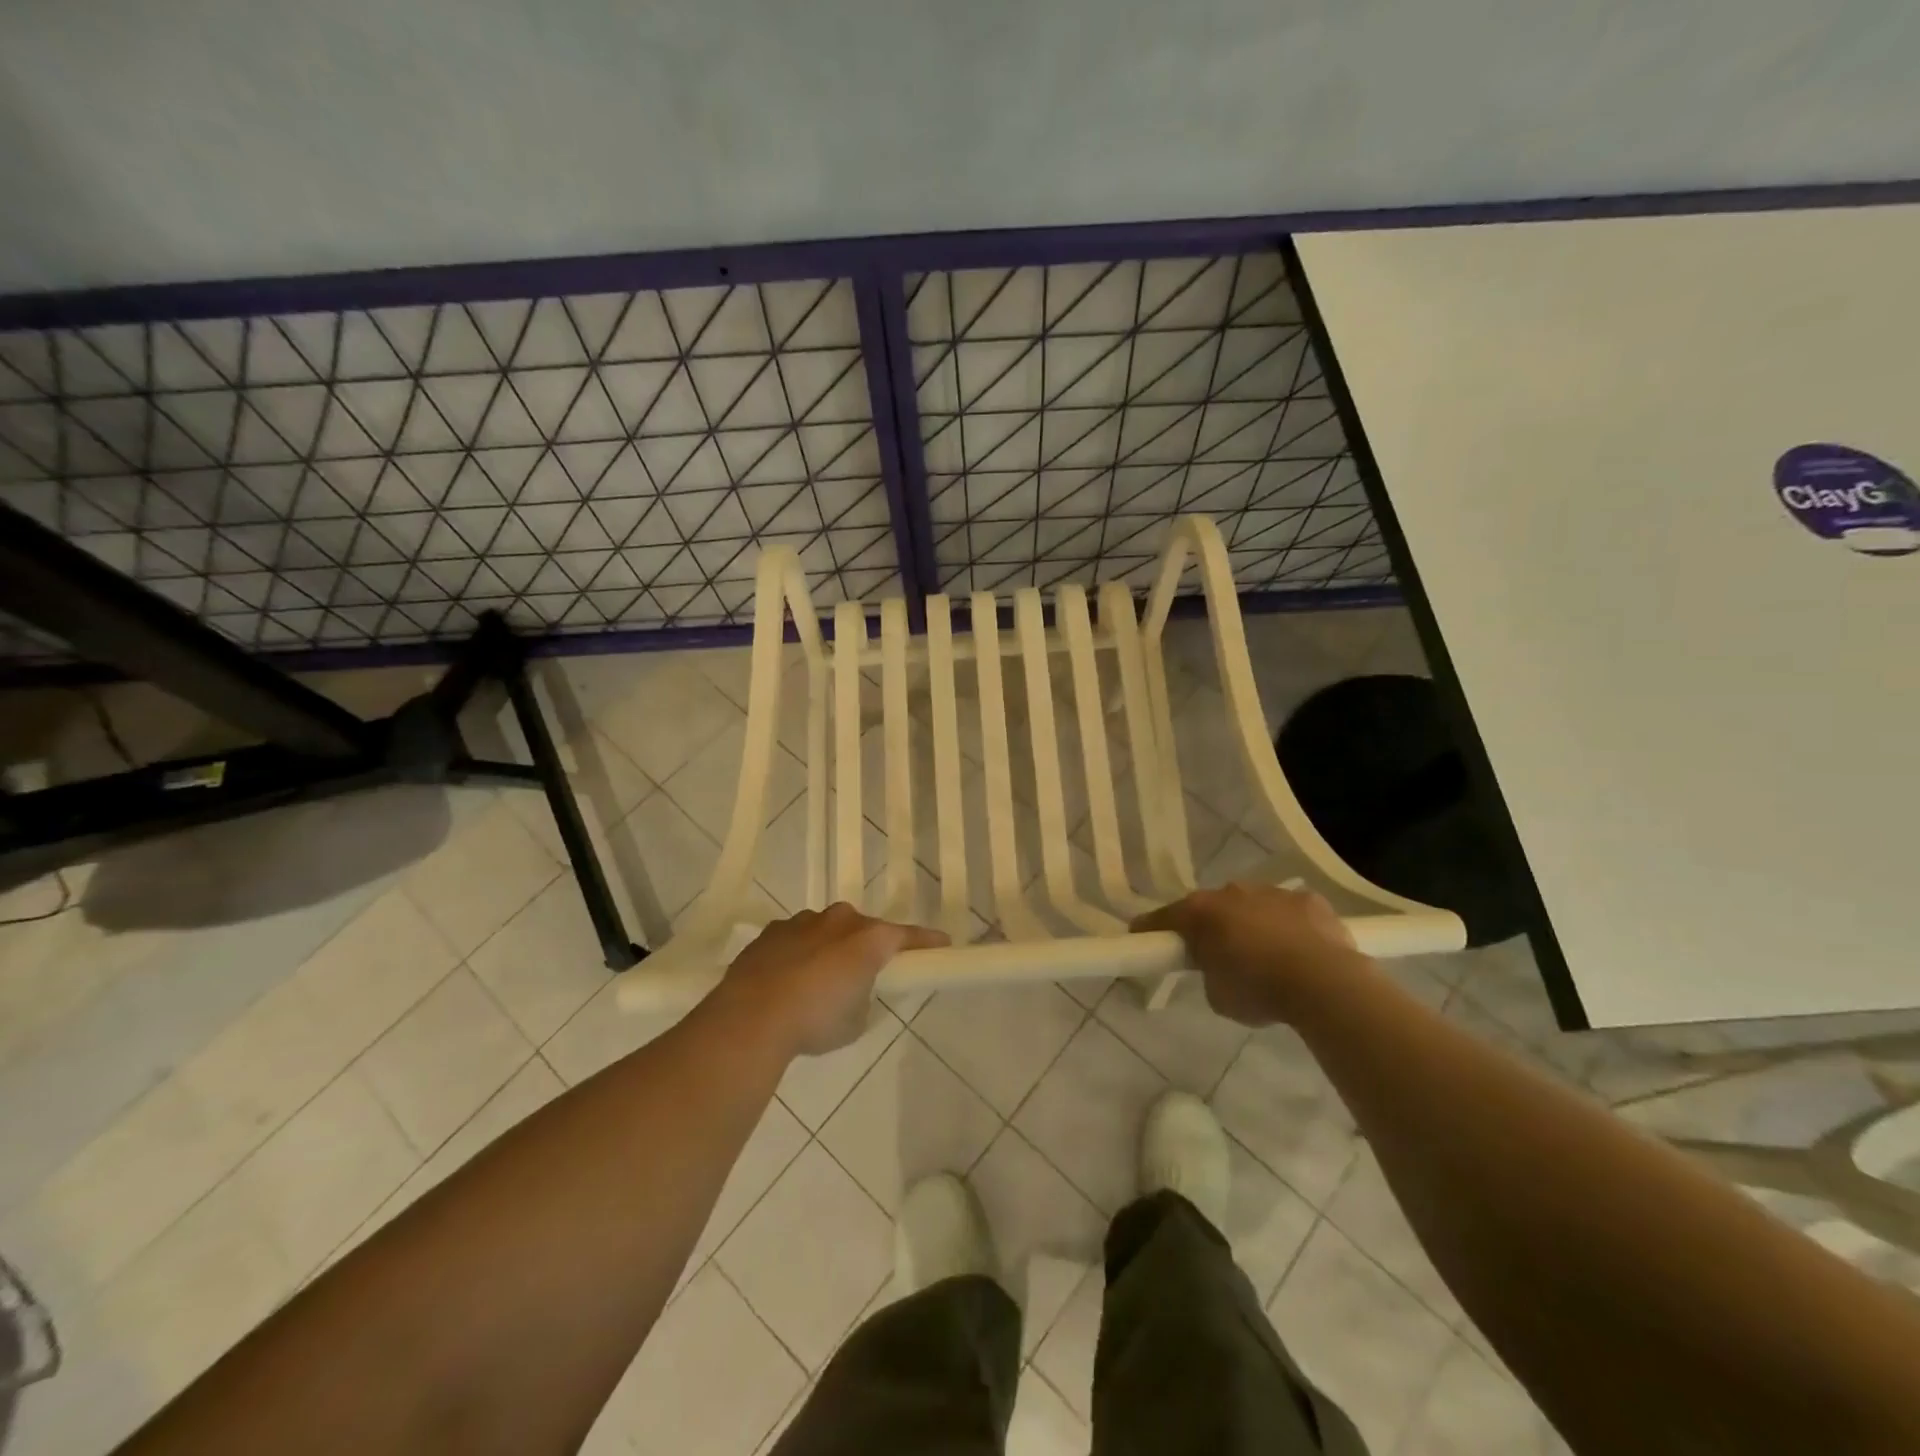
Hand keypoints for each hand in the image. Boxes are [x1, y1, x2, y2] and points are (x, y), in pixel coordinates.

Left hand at [720, 903, 947, 1055]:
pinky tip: (788, 978)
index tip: (942, 944)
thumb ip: (863, 996)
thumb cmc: (816, 1021)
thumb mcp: (855, 1020)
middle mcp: (840, 921)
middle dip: (868, 945)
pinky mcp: (771, 932)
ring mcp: (802, 922)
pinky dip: (799, 952)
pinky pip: (796, 938)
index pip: (907, 936)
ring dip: (830, 947)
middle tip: (866, 972)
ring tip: (819, 979)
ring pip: (827, 929)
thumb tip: (852, 990)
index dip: (926, 942)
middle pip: (864, 928)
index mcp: (869, 939)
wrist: (752, 1017)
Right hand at [1131, 882, 1362, 1026]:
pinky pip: (1290, 912)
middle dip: (1212, 926)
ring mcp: (1272, 892)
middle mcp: (1232, 893)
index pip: (1164, 917)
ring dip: (1252, 924)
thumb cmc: (1258, 989)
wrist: (1324, 982)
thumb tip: (1218, 966)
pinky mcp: (1309, 900)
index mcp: (1201, 912)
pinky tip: (1300, 951)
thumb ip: (1209, 973)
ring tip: (1266, 956)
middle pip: (1212, 907)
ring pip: (1253, 906)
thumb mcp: (1217, 995)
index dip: (1151, 929)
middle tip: (1216, 954)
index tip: (1141, 936)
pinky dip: (1289, 927)